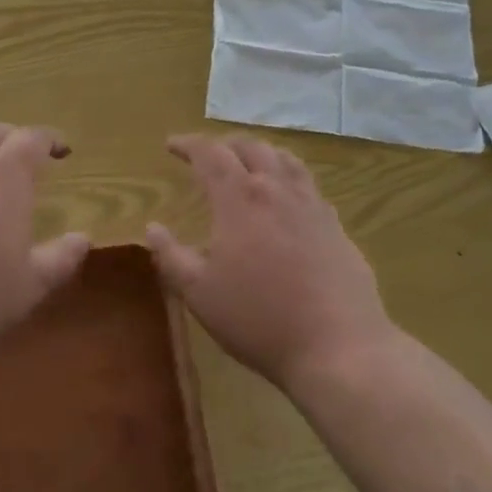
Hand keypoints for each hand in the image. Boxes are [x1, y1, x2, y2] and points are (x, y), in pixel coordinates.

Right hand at [146, 134, 393, 390]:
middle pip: (250, 147)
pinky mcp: (335, 225)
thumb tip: (152, 227)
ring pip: (284, 159)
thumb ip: (171, 256)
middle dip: (224, 144)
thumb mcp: (200, 294)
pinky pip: (308, 184)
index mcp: (239, 198)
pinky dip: (288, 176)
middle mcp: (276, 189)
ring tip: (248, 163)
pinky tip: (287, 198)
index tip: (171, 145)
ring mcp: (311, 204)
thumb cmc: (259, 320)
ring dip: (259, 153)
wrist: (339, 346)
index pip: (210, 153)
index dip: (188, 144)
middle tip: (208, 156)